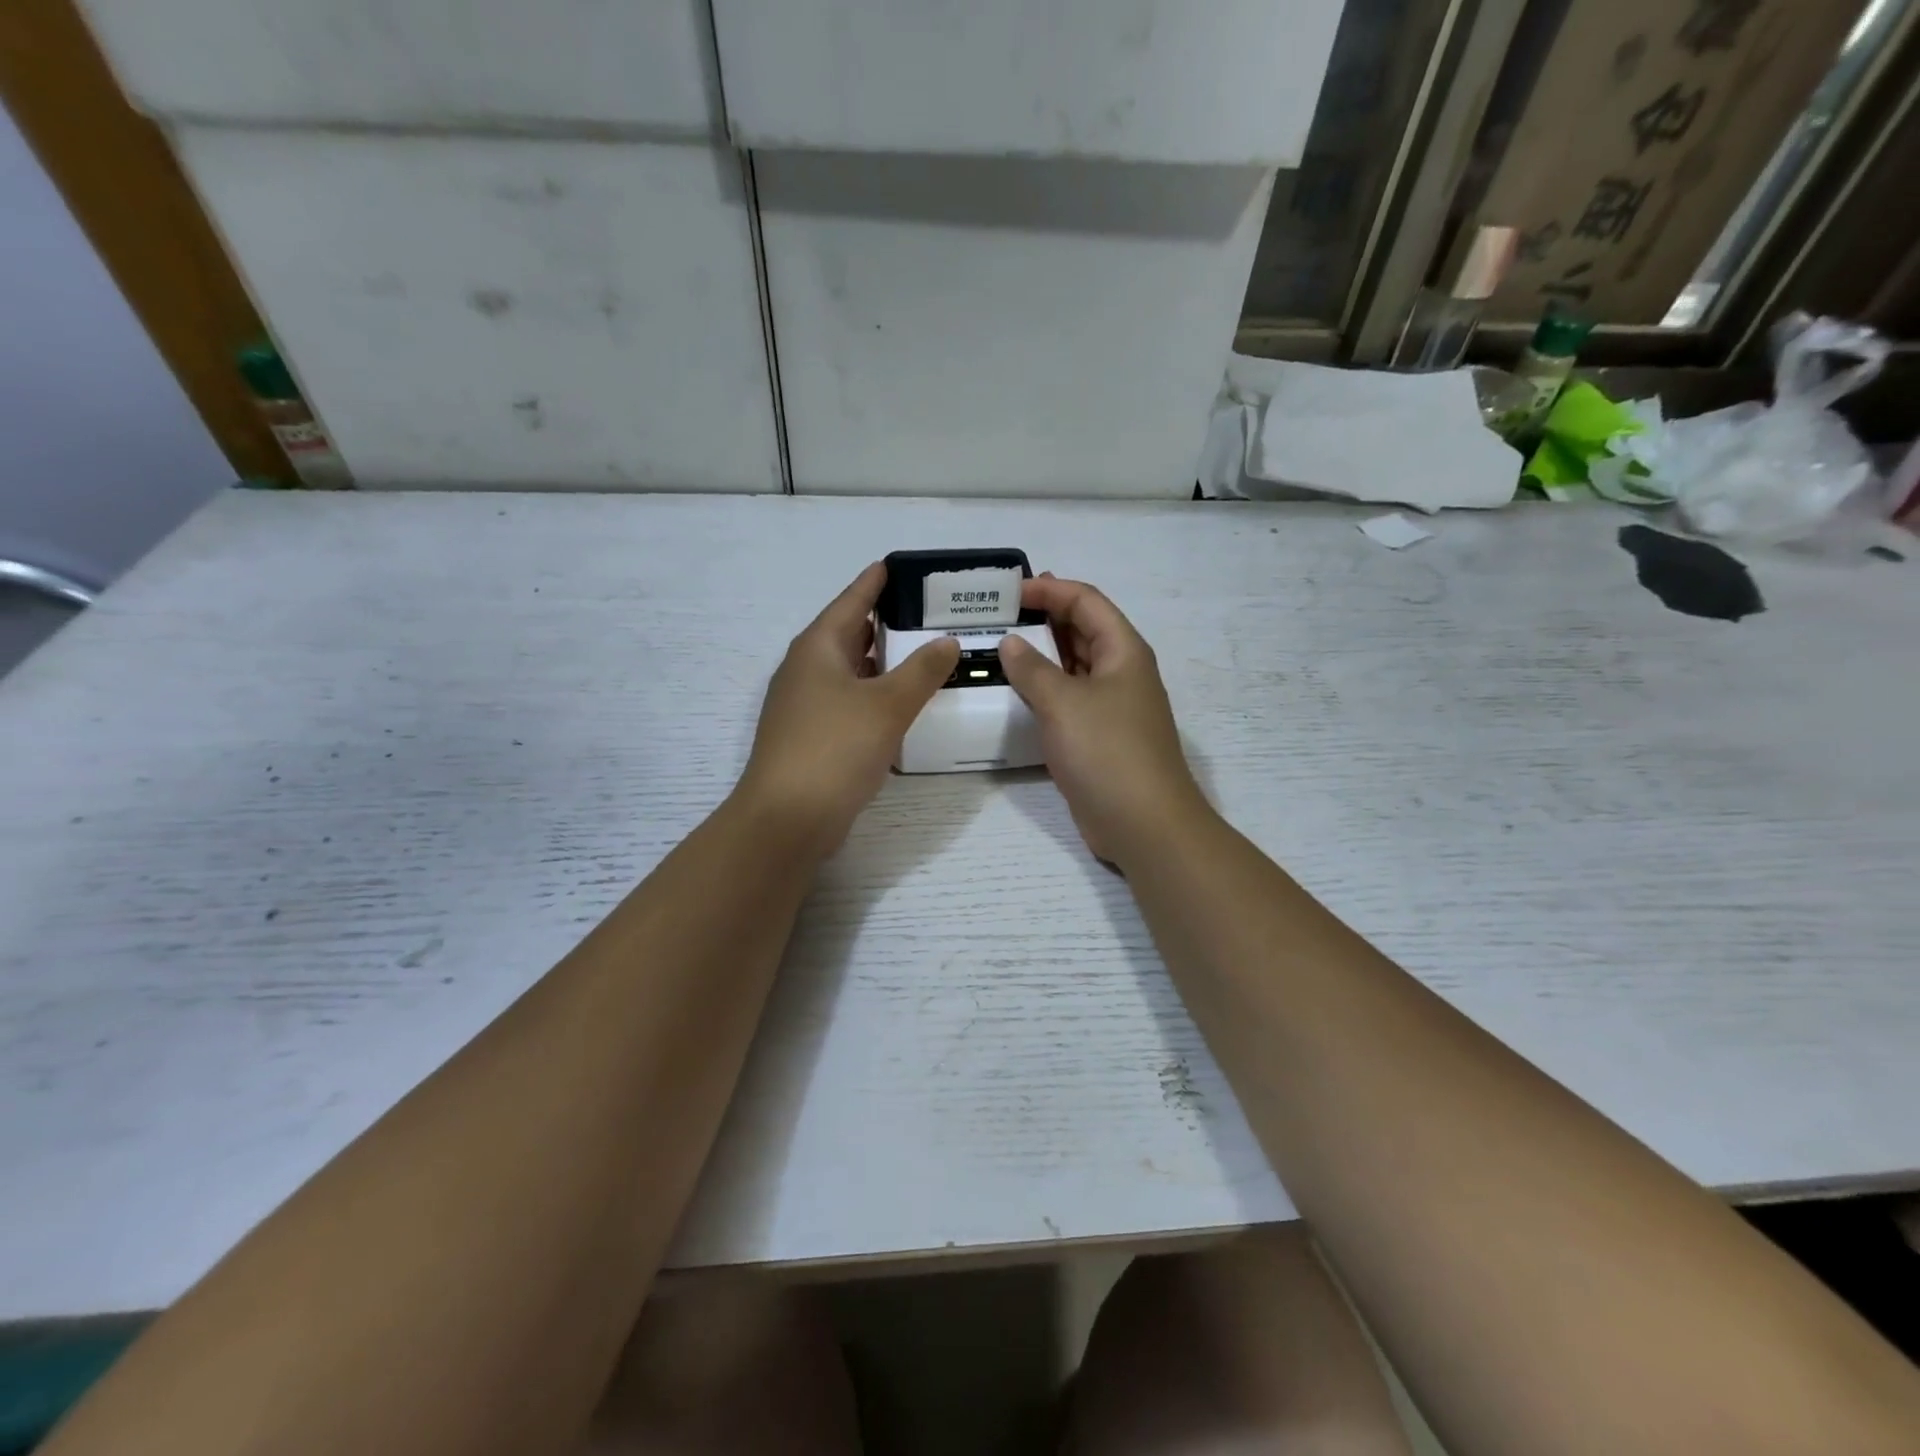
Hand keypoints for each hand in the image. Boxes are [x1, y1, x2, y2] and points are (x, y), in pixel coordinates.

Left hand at [738, 564, 959, 857]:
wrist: (788, 818)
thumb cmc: (835, 748)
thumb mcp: (887, 705)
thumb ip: (923, 670)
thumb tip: (948, 641)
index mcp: (818, 648)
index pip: (852, 600)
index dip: (876, 581)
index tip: (900, 565)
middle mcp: (807, 669)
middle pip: (850, 633)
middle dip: (886, 621)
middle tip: (928, 612)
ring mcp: (806, 705)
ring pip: (851, 670)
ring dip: (883, 661)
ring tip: (924, 651)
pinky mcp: (812, 736)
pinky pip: (849, 700)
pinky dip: (876, 694)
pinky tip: (901, 702)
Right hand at [999, 576, 1209, 866]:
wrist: (1143, 823)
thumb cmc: (1107, 751)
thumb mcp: (1063, 703)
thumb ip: (1032, 669)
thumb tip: (1010, 643)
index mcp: (1123, 650)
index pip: (1086, 601)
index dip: (1049, 590)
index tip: (1008, 592)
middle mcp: (1120, 672)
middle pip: (1081, 630)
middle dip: (1043, 618)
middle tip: (997, 616)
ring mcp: (1111, 706)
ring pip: (1073, 667)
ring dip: (1040, 656)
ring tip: (997, 649)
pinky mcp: (1098, 737)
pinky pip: (1067, 700)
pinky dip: (1042, 691)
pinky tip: (1013, 694)